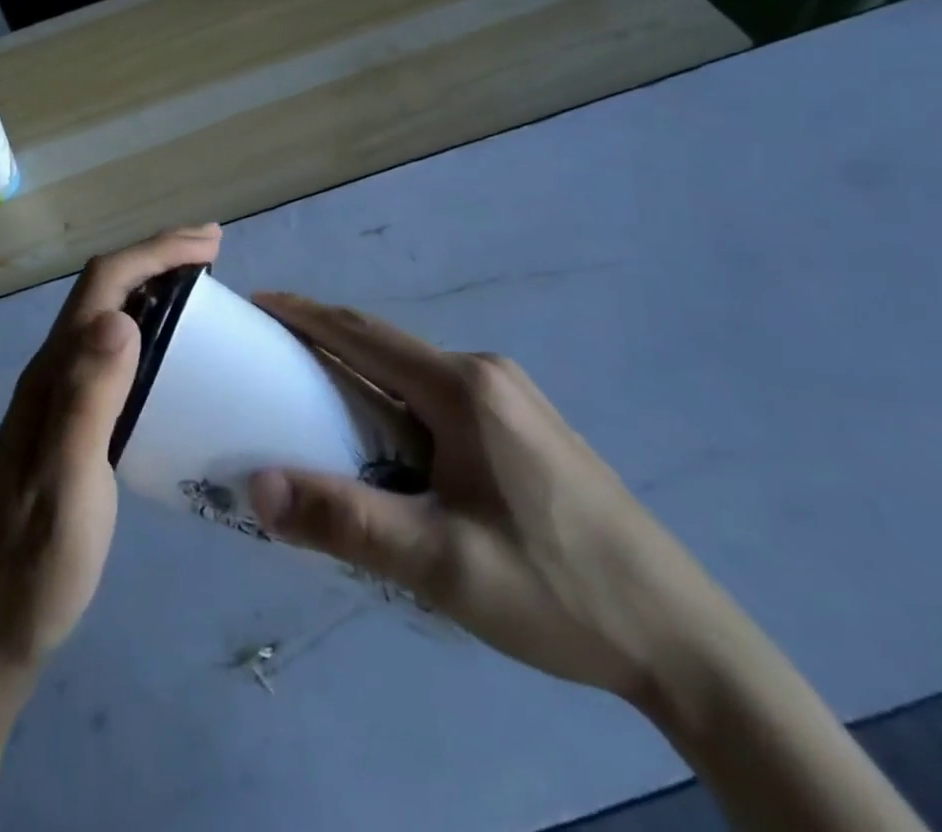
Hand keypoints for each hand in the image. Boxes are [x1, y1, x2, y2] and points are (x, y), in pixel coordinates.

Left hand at [0, 225, 223, 669]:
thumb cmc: (35, 559)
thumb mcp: (66, 482)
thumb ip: (86, 401)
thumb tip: (121, 318)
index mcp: (53, 372)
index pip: (104, 285)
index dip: (154, 252)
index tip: (209, 243)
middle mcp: (53, 370)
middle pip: (104, 289)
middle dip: (157, 258)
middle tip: (214, 253)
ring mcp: (60, 396)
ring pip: (108, 317)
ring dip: (153, 289)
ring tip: (203, 291)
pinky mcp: (72, 422)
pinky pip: (114, 353)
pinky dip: (150, 331)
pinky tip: (175, 356)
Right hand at [247, 294, 740, 704]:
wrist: (685, 639)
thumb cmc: (556, 589)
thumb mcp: (441, 563)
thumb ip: (345, 521)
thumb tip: (256, 487)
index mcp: (464, 389)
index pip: (363, 334)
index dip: (306, 315)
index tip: (258, 303)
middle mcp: (487, 375)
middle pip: (387, 347)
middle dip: (325, 343)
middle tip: (271, 358)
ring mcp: (513, 399)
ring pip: (414, 373)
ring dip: (361, 375)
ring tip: (314, 400)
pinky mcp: (526, 428)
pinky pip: (440, 396)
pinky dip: (395, 401)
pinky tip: (386, 441)